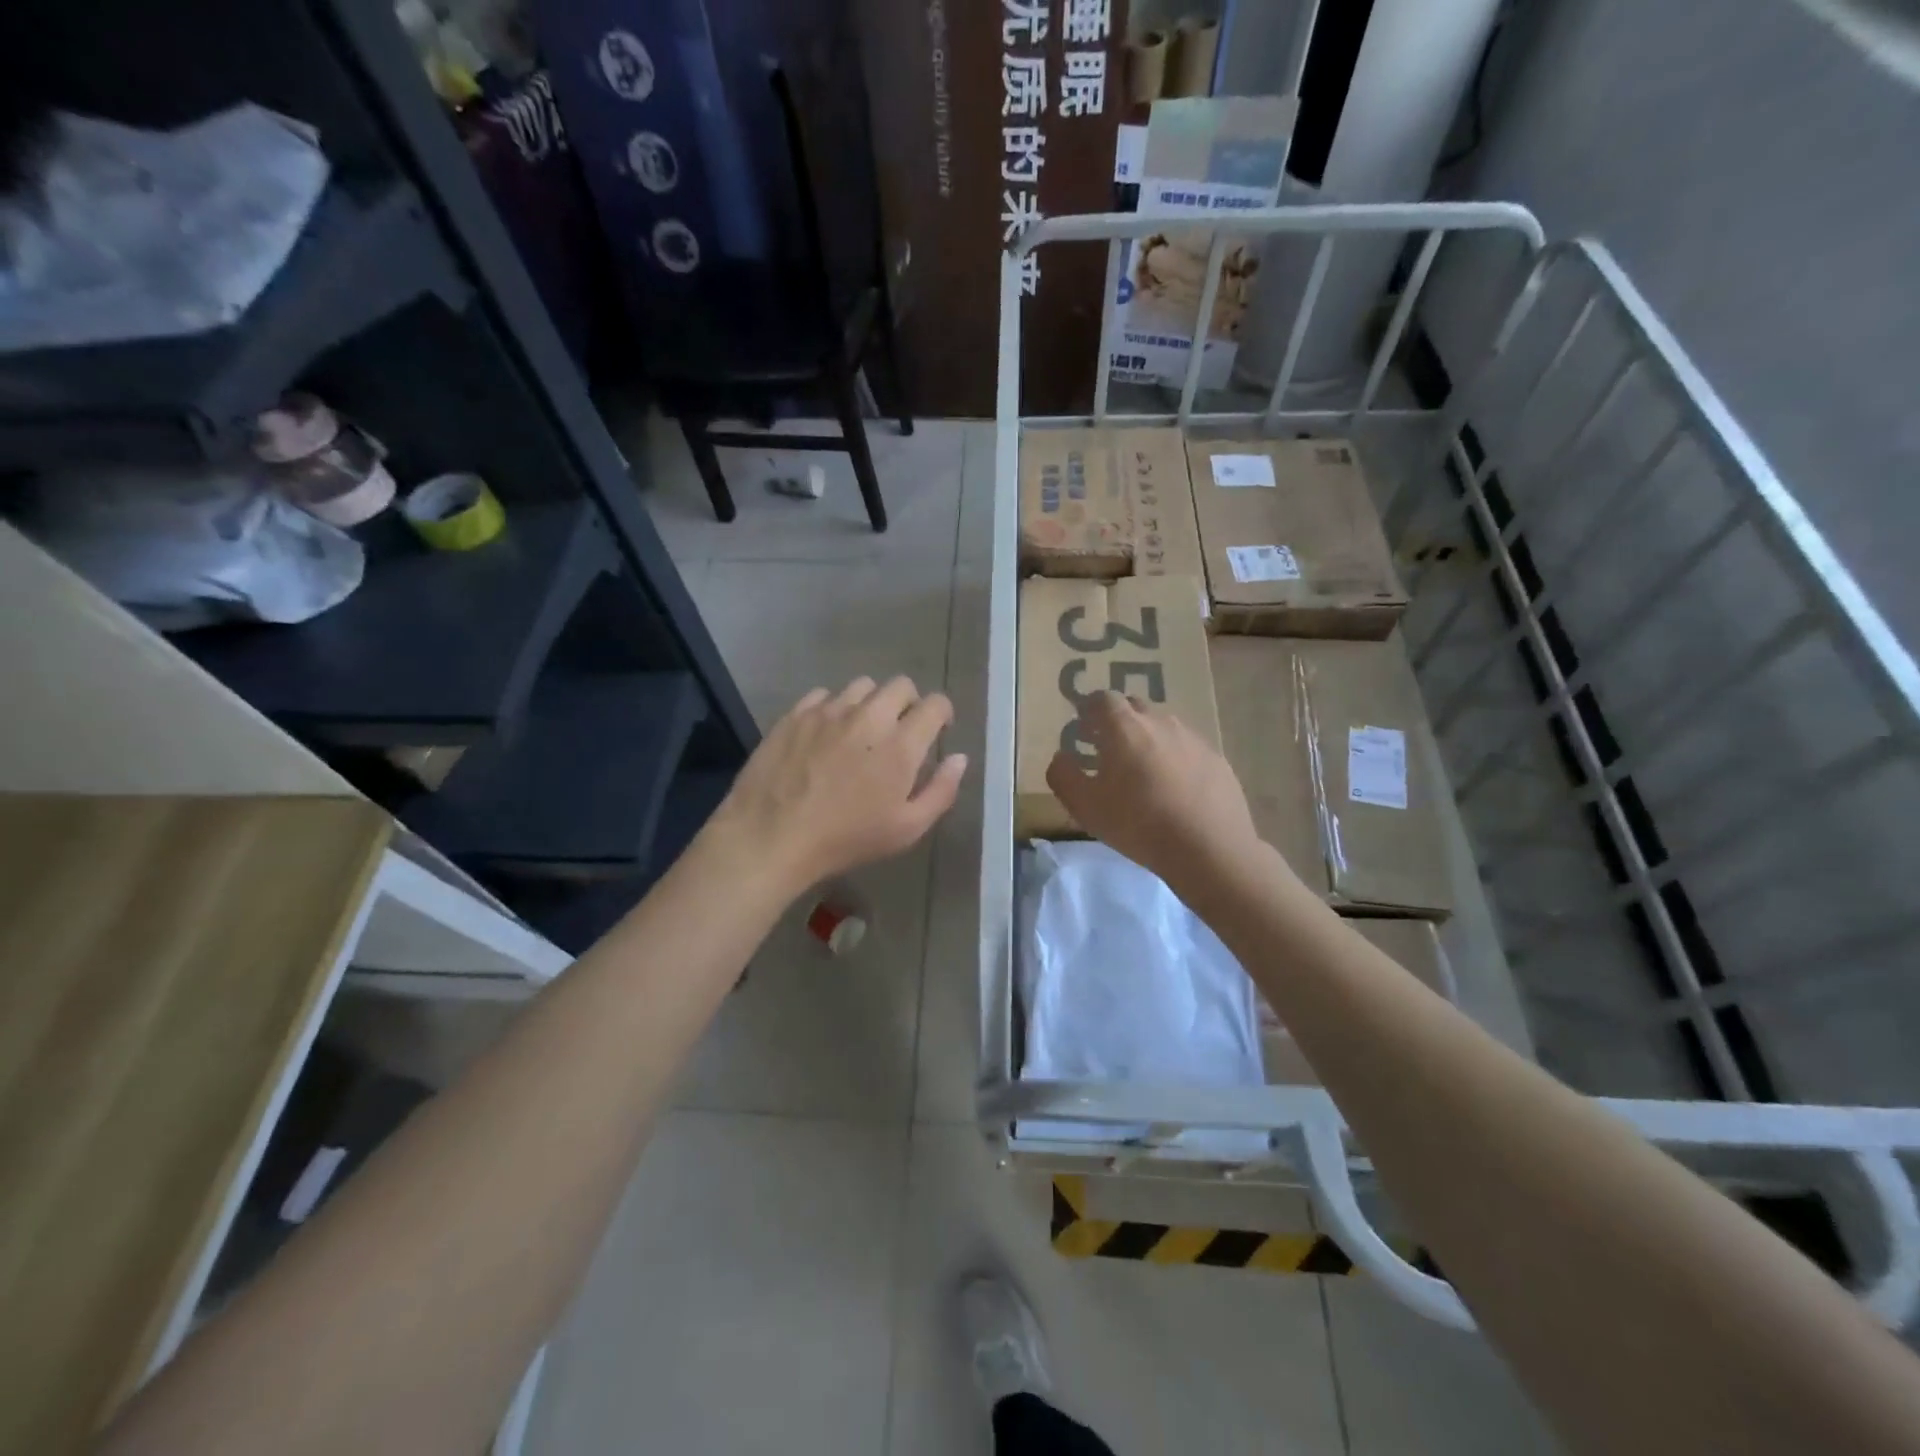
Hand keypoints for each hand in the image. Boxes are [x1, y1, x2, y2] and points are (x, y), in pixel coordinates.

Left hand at [707, 676, 967, 896]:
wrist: (772, 836)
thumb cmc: (846, 839)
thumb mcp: (907, 829)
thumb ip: (940, 790)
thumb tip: (959, 758)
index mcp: (901, 744)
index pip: (935, 704)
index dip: (942, 713)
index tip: (936, 730)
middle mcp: (868, 716)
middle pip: (901, 685)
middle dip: (909, 702)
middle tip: (900, 730)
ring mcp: (829, 711)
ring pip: (861, 686)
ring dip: (871, 702)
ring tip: (861, 730)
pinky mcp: (796, 714)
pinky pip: (823, 695)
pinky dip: (833, 708)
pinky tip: (826, 733)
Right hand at [1046, 691, 1261, 893]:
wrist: (1209, 849)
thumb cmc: (1138, 824)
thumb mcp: (1085, 807)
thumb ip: (1063, 775)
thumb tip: (1061, 757)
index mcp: (1125, 728)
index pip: (1102, 699)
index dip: (1089, 710)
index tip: (1083, 729)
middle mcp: (1160, 722)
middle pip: (1134, 707)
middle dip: (1118, 721)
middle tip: (1109, 749)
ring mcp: (1193, 738)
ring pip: (1163, 726)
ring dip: (1148, 738)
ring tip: (1142, 771)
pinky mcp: (1216, 758)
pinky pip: (1187, 747)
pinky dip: (1175, 757)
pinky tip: (1174, 788)